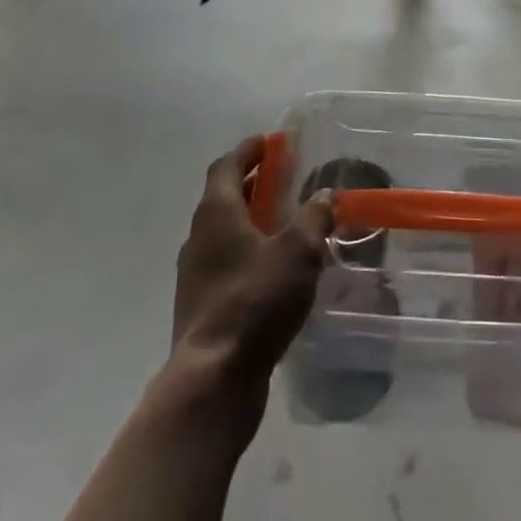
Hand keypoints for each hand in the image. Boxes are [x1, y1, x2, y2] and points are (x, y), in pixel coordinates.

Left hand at [172, 137, 333, 390]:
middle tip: (284, 178)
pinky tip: (275, 269)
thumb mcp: (298, 251)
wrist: (214, 378)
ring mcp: (196, 275)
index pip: (226, 166)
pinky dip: (249, 253)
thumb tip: (324, 195)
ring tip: (285, 223)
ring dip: (251, 220)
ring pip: (225, 233)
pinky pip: (227, 264)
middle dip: (253, 184)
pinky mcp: (202, 306)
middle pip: (224, 198)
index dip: (247, 151)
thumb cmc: (255, 300)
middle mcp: (199, 238)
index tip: (268, 142)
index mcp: (216, 214)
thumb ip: (313, 217)